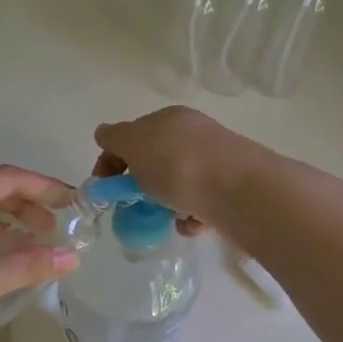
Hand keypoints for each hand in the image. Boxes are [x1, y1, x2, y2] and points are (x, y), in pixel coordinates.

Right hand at [91, 106, 264, 231]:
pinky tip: (193, 223)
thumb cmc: (177, 163)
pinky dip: (191, 216)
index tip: (105, 190)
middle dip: (141, 186)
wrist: (238, 189)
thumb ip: (114, 138)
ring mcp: (214, 160)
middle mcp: (192, 134)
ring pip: (177, 185)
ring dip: (166, 204)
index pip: (130, 136)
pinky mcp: (230, 188)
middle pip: (154, 162)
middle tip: (135, 205)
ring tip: (169, 217)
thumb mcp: (134, 143)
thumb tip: (104, 134)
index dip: (111, 161)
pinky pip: (199, 203)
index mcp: (168, 118)